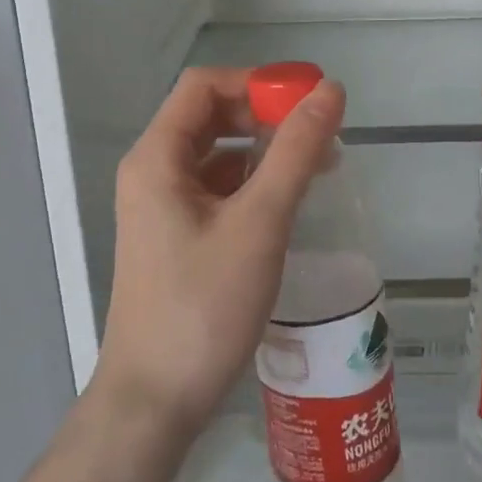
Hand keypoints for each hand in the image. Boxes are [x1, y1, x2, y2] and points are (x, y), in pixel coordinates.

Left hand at [91, 67, 345, 436]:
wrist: (156, 399)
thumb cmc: (204, 306)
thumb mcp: (259, 222)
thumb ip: (295, 152)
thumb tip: (329, 91)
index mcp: (157, 157)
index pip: (204, 86)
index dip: (257, 82)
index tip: (310, 99)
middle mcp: (152, 173)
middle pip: (209, 117)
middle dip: (265, 116)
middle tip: (320, 135)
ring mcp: (161, 208)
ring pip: (216, 156)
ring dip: (263, 152)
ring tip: (317, 167)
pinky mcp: (176, 238)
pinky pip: (217, 191)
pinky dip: (253, 185)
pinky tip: (287, 204)